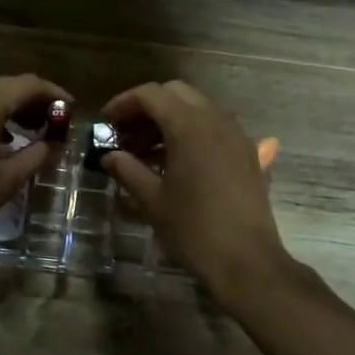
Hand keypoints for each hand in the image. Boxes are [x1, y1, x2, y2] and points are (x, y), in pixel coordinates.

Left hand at [0, 75, 67, 277]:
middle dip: (30, 102)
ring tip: (29, 134)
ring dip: (7, 109)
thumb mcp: (5, 182)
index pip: (26, 86)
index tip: (71, 111)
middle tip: (53, 126)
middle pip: (3, 86)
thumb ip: (36, 156)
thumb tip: (57, 145)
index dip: (52, 95)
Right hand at [99, 80, 292, 303]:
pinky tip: (179, 162)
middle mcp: (216, 120)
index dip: (123, 103)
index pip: (150, 94)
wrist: (247, 261)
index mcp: (189, 126)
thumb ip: (127, 169)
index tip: (105, 123)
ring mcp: (236, 135)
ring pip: (198, 108)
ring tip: (147, 151)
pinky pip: (216, 127)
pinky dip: (192, 132)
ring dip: (170, 119)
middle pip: (176, 93)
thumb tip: (109, 155)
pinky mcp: (248, 153)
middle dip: (147, 107)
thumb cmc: (193, 229)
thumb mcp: (152, 200)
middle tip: (126, 134)